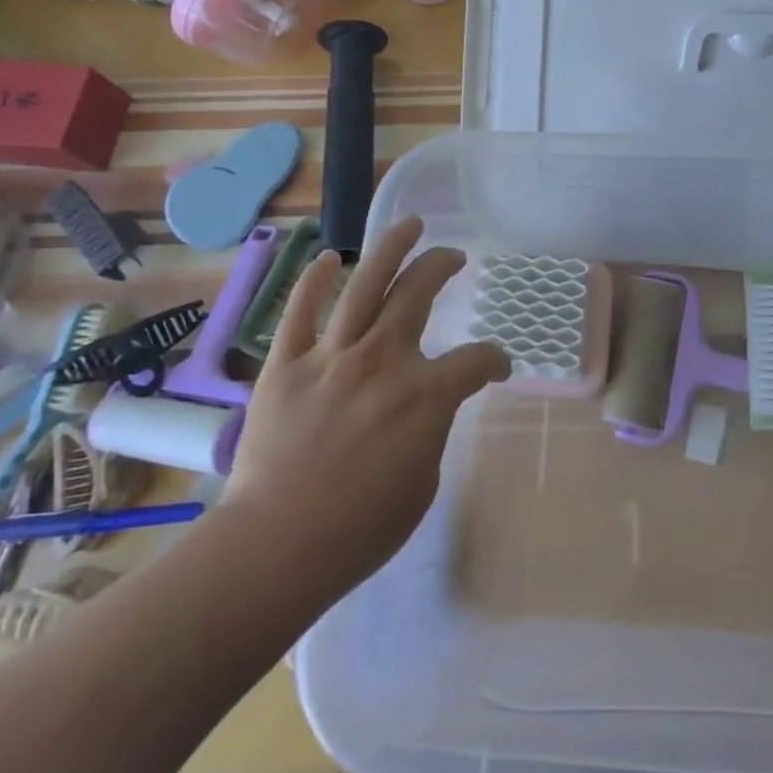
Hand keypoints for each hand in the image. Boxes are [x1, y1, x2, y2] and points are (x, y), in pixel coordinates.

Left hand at [219, 216, 508, 598]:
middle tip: (452, 255)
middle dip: (442, 266)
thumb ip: (429, 429)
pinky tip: (327, 258)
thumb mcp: (422, 483)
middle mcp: (383, 360)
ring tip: (409, 224)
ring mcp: (332, 357)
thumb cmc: (360, 529)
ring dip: (390, 248)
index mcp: (425, 395)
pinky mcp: (286, 366)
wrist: (277, 547)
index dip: (494, 360)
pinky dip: (313, 282)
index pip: (477, 360)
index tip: (496, 366)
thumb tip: (422, 407)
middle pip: (419, 294)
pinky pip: (300, 313)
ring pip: (365, 285)